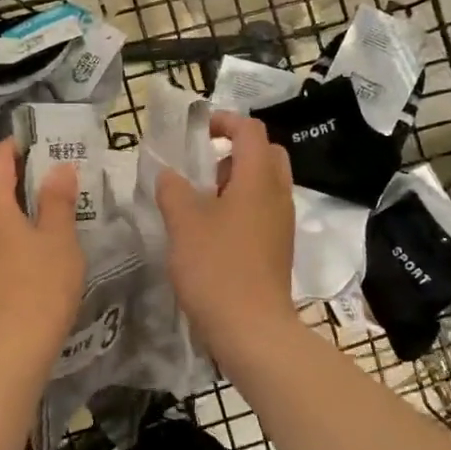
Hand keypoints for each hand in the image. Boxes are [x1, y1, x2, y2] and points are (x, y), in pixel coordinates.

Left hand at [0, 141, 85, 363]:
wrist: (13, 348)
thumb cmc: (40, 285)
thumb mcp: (59, 238)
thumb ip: (58, 200)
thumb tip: (58, 167)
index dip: (12, 149)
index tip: (32, 139)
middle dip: (21, 180)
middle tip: (53, 173)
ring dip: (20, 211)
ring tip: (52, 209)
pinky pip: (0, 246)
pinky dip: (18, 236)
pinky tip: (40, 248)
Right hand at [155, 111, 298, 355]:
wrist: (251, 327)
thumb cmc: (216, 267)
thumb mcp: (183, 222)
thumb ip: (173, 189)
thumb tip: (169, 175)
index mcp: (258, 179)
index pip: (250, 130)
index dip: (224, 121)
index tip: (197, 131)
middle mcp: (278, 194)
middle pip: (265, 154)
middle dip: (235, 150)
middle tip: (203, 166)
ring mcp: (281, 223)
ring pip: (264, 184)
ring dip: (236, 181)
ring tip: (200, 201)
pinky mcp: (277, 247)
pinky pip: (262, 210)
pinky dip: (240, 206)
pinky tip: (211, 231)